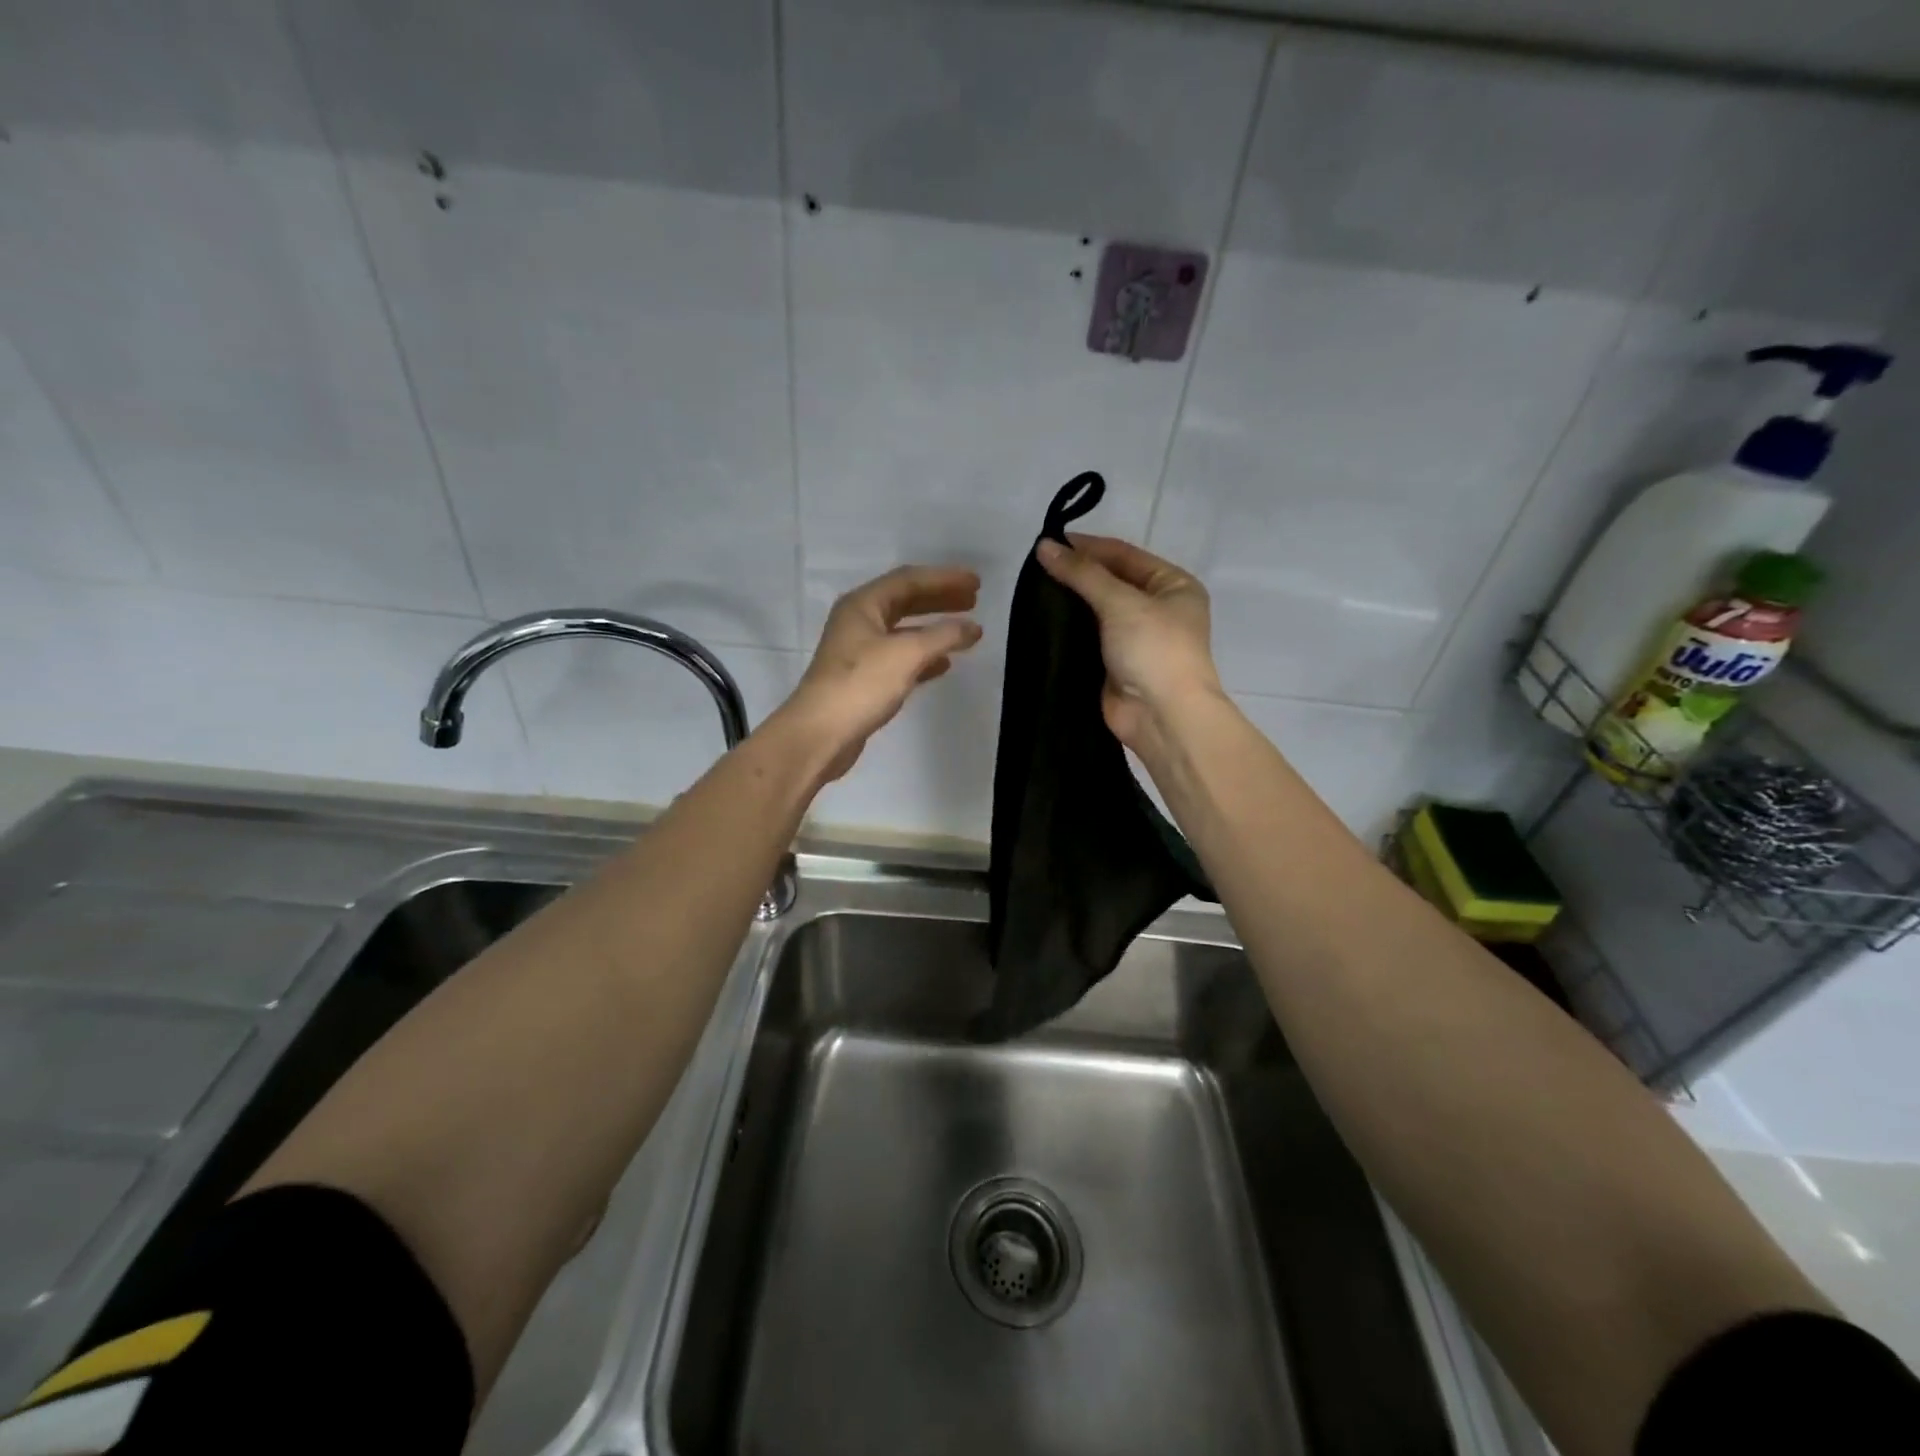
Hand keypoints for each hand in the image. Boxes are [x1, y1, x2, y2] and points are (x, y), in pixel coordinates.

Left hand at [779, 565, 982, 782]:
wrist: (821, 734)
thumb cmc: (861, 684)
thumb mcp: (907, 654)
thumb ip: (943, 637)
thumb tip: (973, 627)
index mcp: (863, 605)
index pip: (909, 580)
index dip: (944, 579)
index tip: (976, 583)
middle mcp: (859, 621)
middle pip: (905, 601)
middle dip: (940, 599)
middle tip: (974, 601)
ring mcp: (860, 651)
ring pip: (904, 631)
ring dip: (934, 628)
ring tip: (965, 631)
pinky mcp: (864, 678)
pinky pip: (900, 657)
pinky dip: (924, 656)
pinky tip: (944, 664)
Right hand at [1035, 534, 1222, 757]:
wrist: (1163, 716)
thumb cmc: (1154, 649)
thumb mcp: (1121, 602)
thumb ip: (1082, 574)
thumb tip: (1044, 545)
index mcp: (1173, 585)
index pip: (1124, 555)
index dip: (1087, 547)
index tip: (1048, 542)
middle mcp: (1157, 608)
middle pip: (1110, 581)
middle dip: (1076, 574)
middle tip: (1034, 566)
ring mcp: (1136, 638)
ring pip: (1097, 610)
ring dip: (1069, 601)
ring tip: (1032, 589)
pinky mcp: (1115, 663)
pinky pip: (1089, 637)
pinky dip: (1068, 629)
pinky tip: (1041, 619)